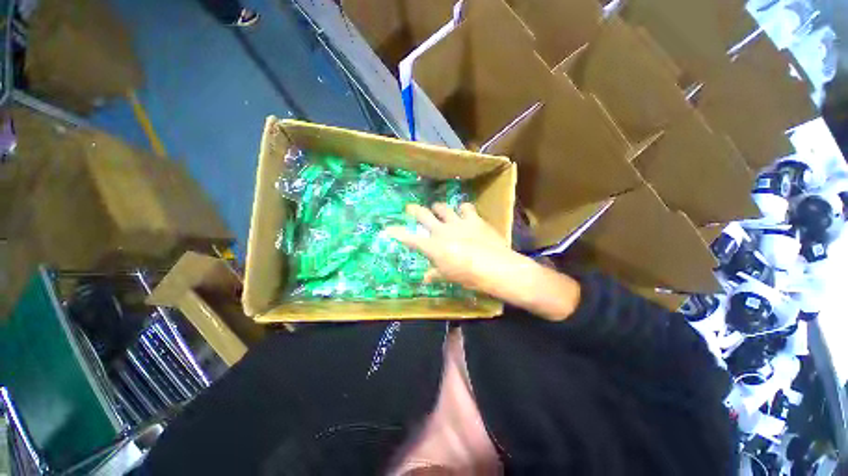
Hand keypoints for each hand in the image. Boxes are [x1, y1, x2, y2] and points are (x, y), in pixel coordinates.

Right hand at [386, 203, 581, 320]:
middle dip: (414, 211)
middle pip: (424, 215)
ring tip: (438, 209)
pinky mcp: (473, 219)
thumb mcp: (449, 277)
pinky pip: (465, 207)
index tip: (388, 229)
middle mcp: (442, 230)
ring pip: (443, 207)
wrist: (495, 267)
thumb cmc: (468, 276)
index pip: (410, 238)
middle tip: (410, 208)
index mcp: (433, 247)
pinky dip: (463, 209)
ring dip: (439, 208)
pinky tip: (464, 212)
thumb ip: (435, 274)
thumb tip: (425, 277)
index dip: (398, 233)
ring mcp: (458, 222)